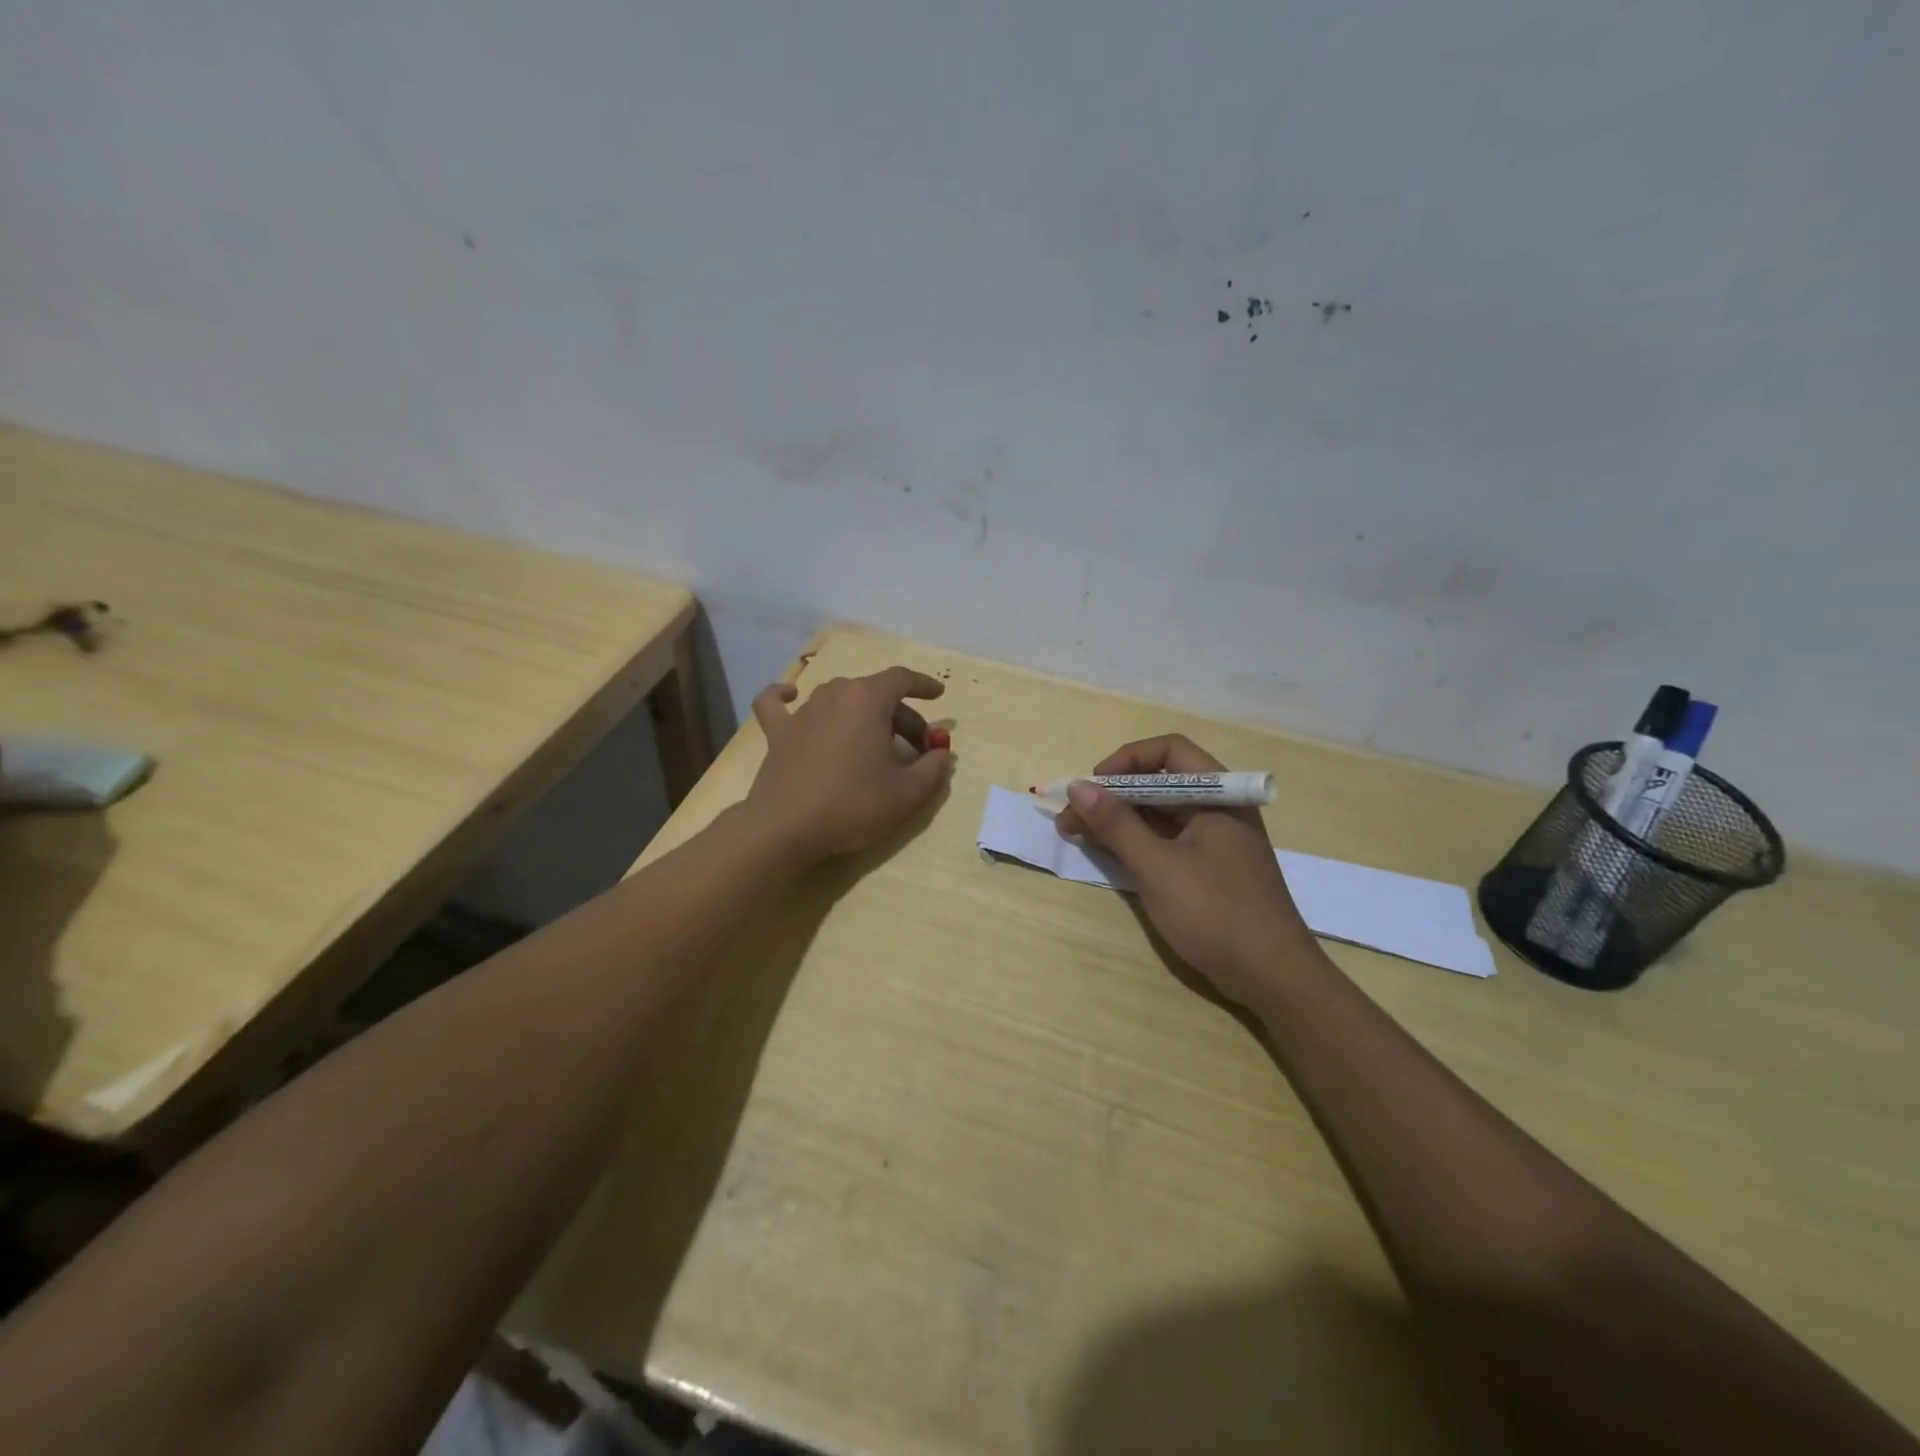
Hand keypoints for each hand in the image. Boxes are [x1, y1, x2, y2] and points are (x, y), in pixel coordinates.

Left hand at [745, 666, 954, 865]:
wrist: (786, 827)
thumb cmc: (853, 804)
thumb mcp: (908, 793)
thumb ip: (934, 768)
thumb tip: (942, 754)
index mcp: (868, 700)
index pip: (901, 679)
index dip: (923, 685)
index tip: (939, 695)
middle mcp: (834, 695)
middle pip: (875, 694)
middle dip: (902, 717)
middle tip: (917, 750)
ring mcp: (803, 712)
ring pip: (840, 700)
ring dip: (863, 715)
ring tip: (874, 742)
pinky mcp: (778, 733)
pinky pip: (778, 704)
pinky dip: (785, 696)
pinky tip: (790, 695)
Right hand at [1055, 734, 1318, 1004]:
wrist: (1272, 977)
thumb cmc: (1215, 913)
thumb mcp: (1157, 866)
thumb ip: (1116, 823)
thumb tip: (1078, 786)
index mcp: (1218, 795)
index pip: (1169, 750)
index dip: (1127, 760)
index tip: (1094, 785)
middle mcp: (1218, 808)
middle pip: (1160, 782)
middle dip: (1113, 794)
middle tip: (1072, 816)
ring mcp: (1214, 840)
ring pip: (1159, 813)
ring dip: (1118, 819)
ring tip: (1075, 833)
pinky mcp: (1208, 867)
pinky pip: (1166, 840)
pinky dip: (1135, 841)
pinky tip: (1105, 851)